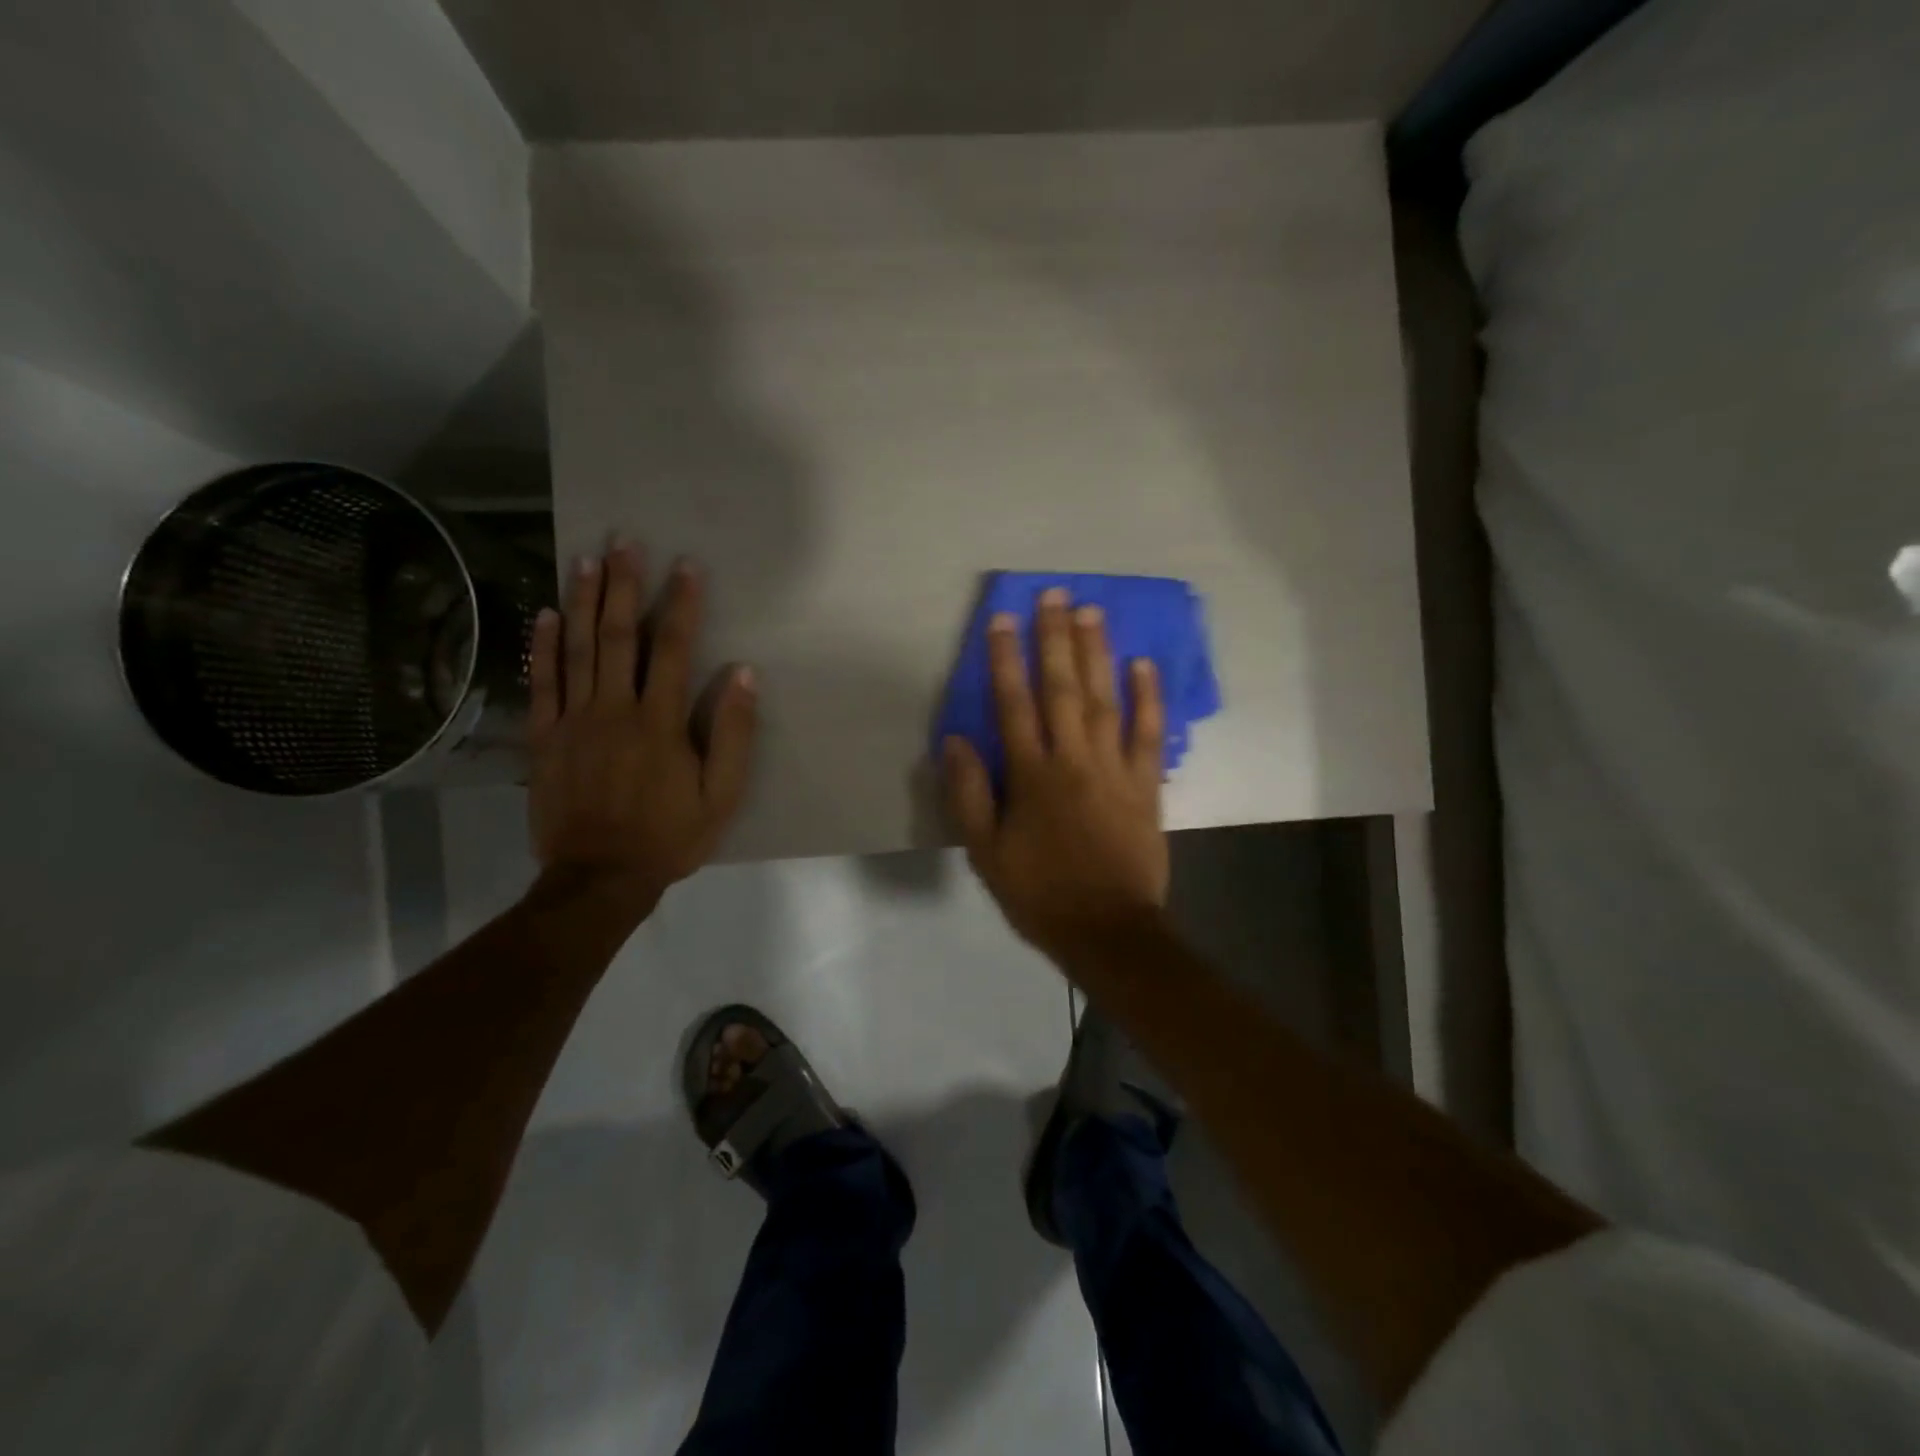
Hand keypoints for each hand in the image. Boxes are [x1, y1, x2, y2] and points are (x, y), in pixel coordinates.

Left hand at [526, 542, 756, 920]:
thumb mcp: (721, 796)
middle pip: (618, 637)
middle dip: (624, 587)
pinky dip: (543, 647)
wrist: (599, 877)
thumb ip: (732, 735)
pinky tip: (546, 614)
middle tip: (623, 542)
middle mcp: (613, 710)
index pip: (672, 650)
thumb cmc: (669, 837)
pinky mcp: (544, 738)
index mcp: (658, 723)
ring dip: (584, 602)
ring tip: (586, 560)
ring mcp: (573, 722)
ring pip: (578, 650)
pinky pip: (542, 683)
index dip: (681, 605)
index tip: (685, 566)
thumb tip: (743, 675)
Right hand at [942, 588, 1168, 960]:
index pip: (1014, 704)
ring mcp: (1115, 769)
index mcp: (1032, 776)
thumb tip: (955, 740)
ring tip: (1092, 612)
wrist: (1108, 929)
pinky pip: (1148, 733)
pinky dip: (1148, 698)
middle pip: (1062, 689)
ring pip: (1105, 700)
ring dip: (1098, 654)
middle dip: (1055, 639)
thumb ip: (970, 794)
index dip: (1006, 659)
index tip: (1003, 619)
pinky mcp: (1145, 785)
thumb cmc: (1040, 893)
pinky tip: (1144, 665)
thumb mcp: (986, 852)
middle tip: (1055, 594)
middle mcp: (1074, 760)